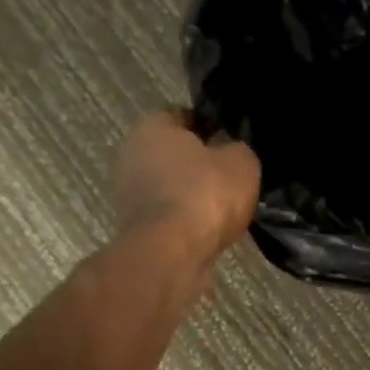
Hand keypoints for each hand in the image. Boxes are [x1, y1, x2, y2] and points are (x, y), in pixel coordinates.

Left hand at [113, 110, 260, 270]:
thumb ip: (237, 149)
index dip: (210, 127)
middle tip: (230, 178)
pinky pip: (168, 215)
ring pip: (169, 186)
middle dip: (199, 164)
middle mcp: (131, 153)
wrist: (171, 254)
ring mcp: (127, 193)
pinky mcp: (134, 227)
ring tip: (224, 209)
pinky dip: (185, 221)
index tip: (231, 144)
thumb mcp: (241, 162)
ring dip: (191, 195)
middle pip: (173, 153)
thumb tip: (231, 150)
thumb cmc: (204, 195)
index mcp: (152, 126)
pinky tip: (208, 230)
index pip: (183, 116)